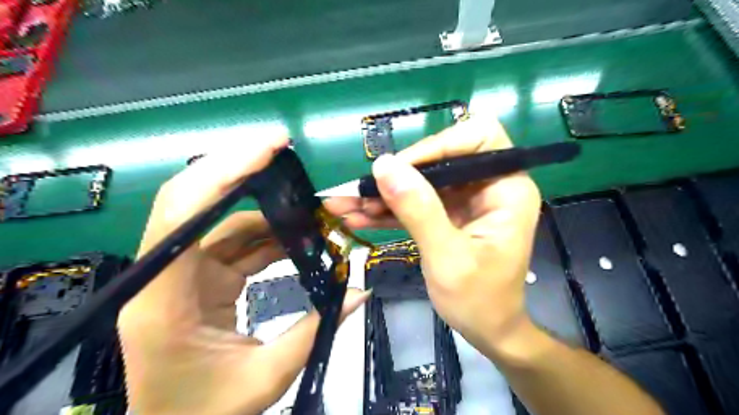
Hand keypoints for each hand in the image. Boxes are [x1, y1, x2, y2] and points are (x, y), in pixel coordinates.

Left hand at [121, 137, 368, 414]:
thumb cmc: (206, 413)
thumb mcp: (265, 378)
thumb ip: (315, 330)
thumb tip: (360, 291)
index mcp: (164, 298)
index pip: (182, 213)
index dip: (223, 172)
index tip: (268, 150)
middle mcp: (165, 273)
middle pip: (198, 201)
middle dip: (243, 171)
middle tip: (286, 153)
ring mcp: (183, 272)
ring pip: (224, 219)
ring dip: (268, 208)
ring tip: (311, 206)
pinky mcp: (201, 275)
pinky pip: (236, 240)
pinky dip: (269, 233)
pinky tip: (299, 232)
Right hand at [326, 116, 541, 357]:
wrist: (487, 331)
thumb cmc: (479, 301)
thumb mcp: (447, 257)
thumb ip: (418, 210)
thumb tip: (384, 166)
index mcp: (506, 190)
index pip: (478, 138)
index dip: (438, 145)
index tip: (401, 168)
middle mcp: (488, 187)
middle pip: (440, 158)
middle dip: (399, 175)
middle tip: (361, 190)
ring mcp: (466, 200)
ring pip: (421, 182)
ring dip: (384, 194)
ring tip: (344, 204)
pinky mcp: (448, 214)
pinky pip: (416, 202)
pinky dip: (388, 210)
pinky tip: (357, 216)